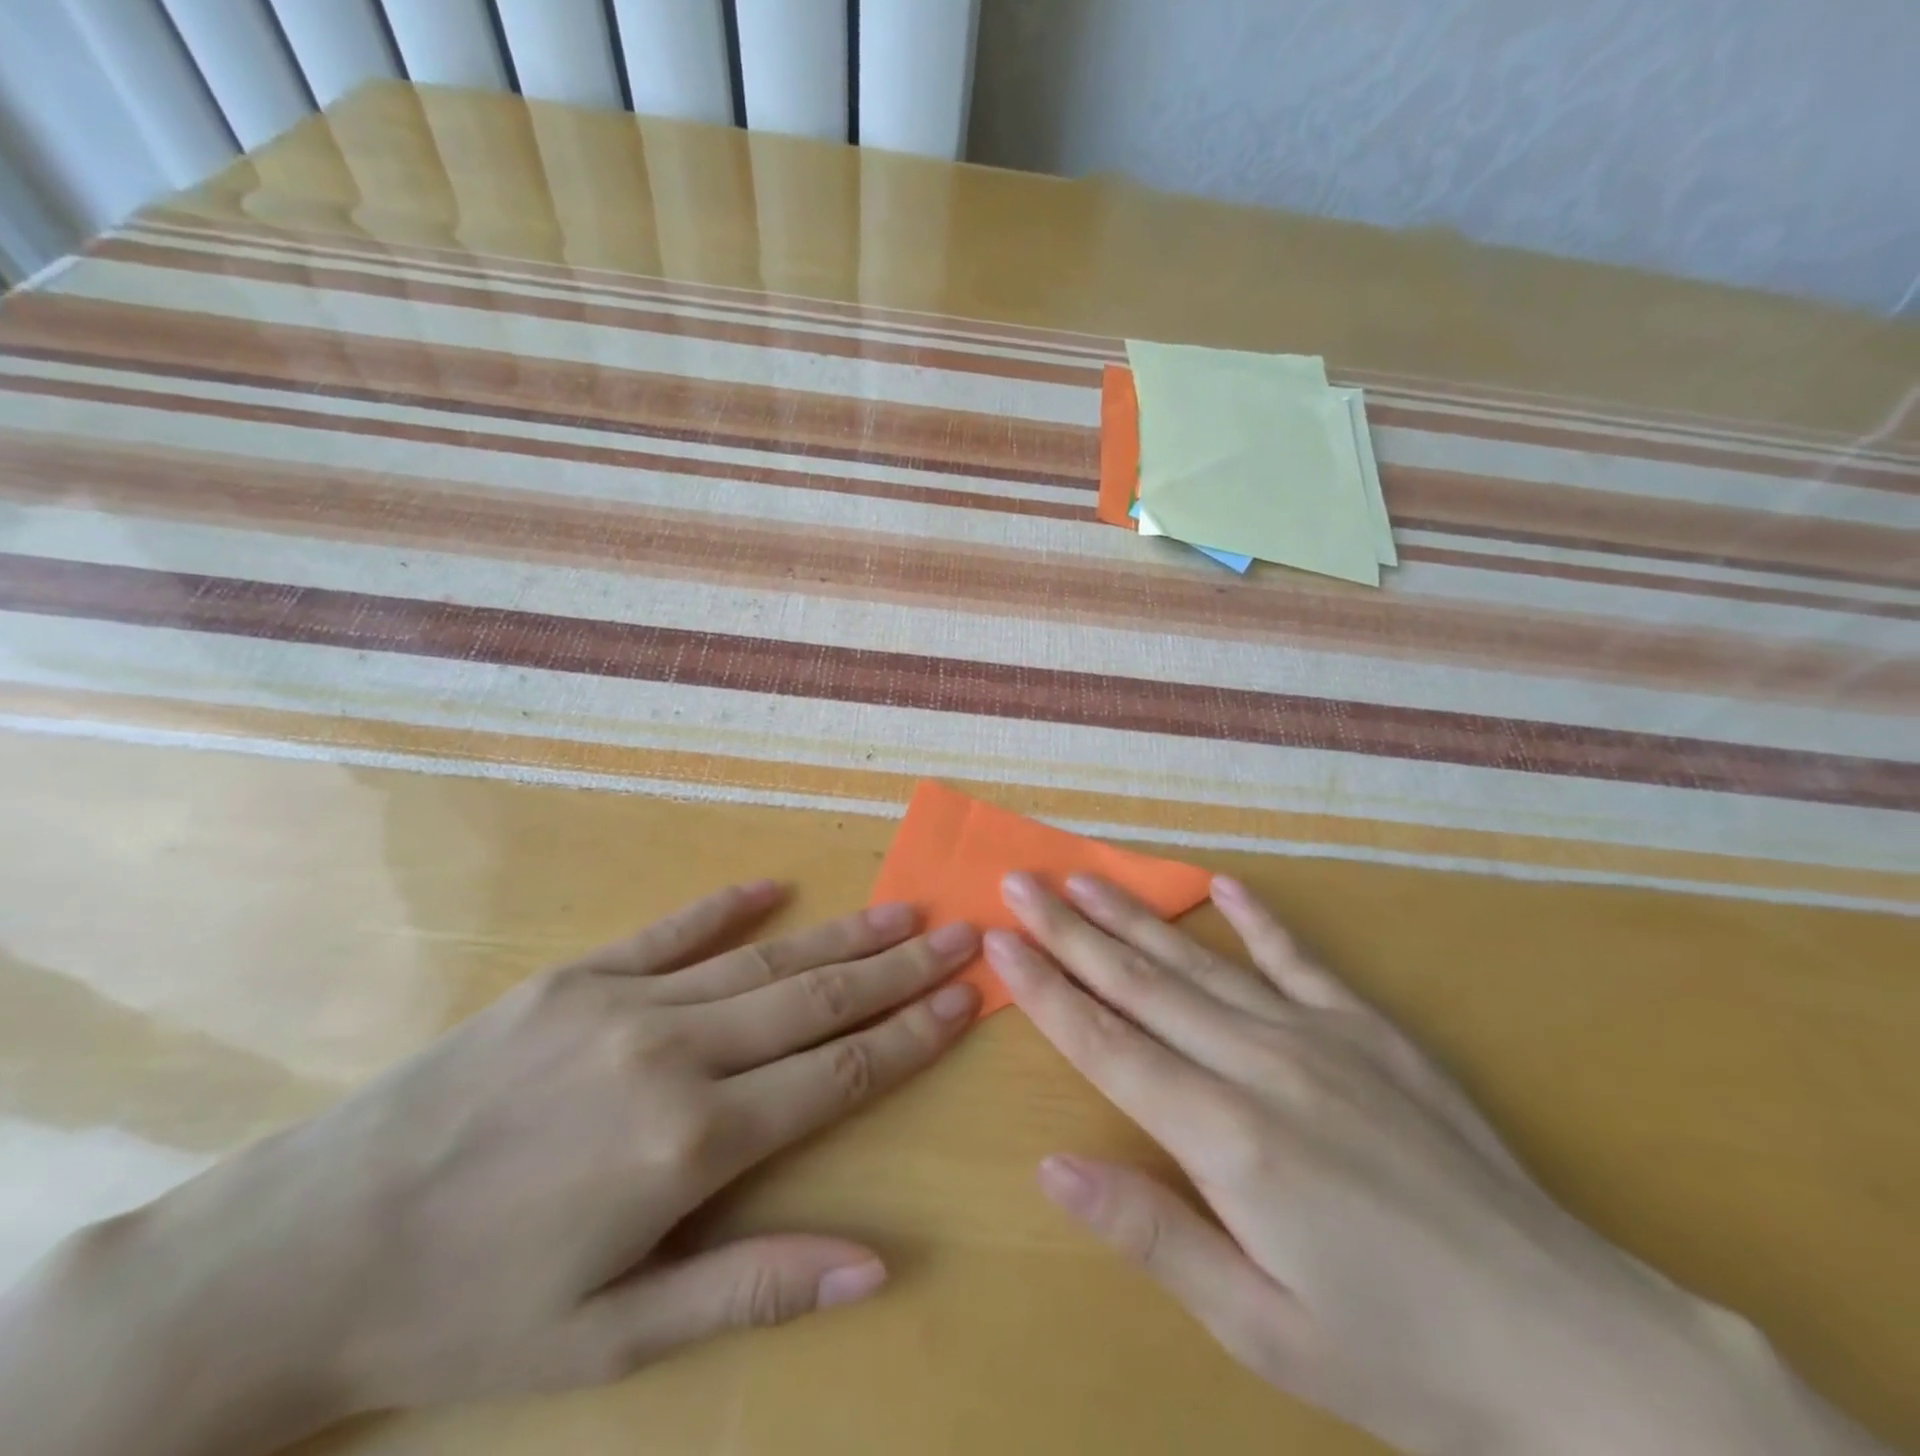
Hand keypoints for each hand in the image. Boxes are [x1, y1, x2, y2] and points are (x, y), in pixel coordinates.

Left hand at [0, 882, 978, 1455]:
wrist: (298, 1256)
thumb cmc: (467, 1314)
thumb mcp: (614, 1338)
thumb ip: (755, 1284)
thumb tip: (878, 1264)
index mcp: (692, 1141)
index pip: (839, 1074)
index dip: (909, 1034)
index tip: (964, 998)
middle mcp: (672, 1051)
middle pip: (816, 999)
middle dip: (898, 967)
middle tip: (959, 933)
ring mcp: (621, 1002)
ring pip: (762, 959)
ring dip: (840, 933)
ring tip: (902, 909)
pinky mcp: (573, 978)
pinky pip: (671, 932)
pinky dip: (727, 908)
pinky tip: (773, 887)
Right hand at [984, 872, 1886, 1455]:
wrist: (1579, 1351)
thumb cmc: (1404, 1359)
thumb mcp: (1263, 1329)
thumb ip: (1153, 1236)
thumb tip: (1052, 1169)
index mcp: (1225, 1139)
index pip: (1106, 1043)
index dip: (1046, 988)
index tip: (1001, 939)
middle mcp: (1260, 1066)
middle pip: (1140, 984)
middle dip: (1070, 931)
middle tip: (1021, 880)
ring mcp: (1320, 1038)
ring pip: (1201, 963)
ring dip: (1135, 916)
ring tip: (1084, 877)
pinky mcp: (1372, 1033)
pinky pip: (1300, 961)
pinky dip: (1258, 919)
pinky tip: (1222, 884)